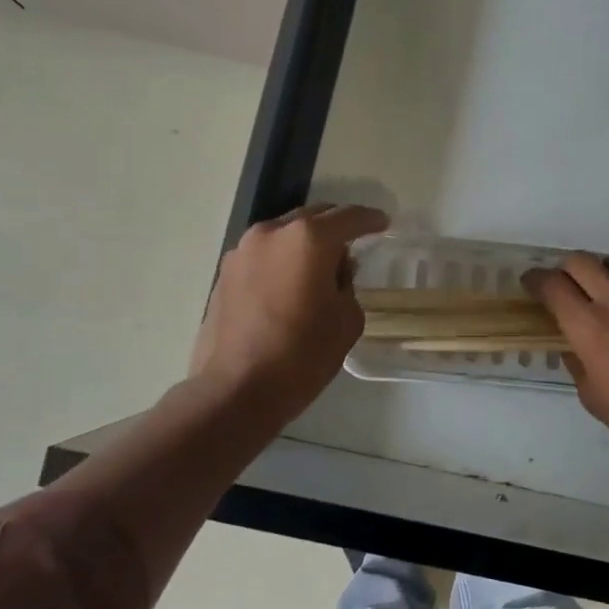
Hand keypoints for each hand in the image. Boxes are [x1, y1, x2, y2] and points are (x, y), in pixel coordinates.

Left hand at [192, 205, 388, 417]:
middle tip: (353, 243)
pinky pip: (264, 254)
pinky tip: (289, 284)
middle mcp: (272, 233)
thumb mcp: (347, 320)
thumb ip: (347, 283)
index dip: (370, 220)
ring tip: (319, 266)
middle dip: (335, 226)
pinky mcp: (225, 272)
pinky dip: (281, 260)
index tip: (383, 223)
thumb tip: (334, 271)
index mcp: (308, 239)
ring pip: (284, 234)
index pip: (349, 217)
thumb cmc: (302, 356)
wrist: (236, 390)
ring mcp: (243, 251)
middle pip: (313, 217)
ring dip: (305, 243)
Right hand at [524, 254, 608, 458]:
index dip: (535, 281)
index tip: (531, 285)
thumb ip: (578, 362)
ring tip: (599, 290)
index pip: (552, 285)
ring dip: (599, 273)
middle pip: (581, 262)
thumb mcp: (593, 397)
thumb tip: (574, 345)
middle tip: (563, 286)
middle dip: (564, 270)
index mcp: (588, 325)